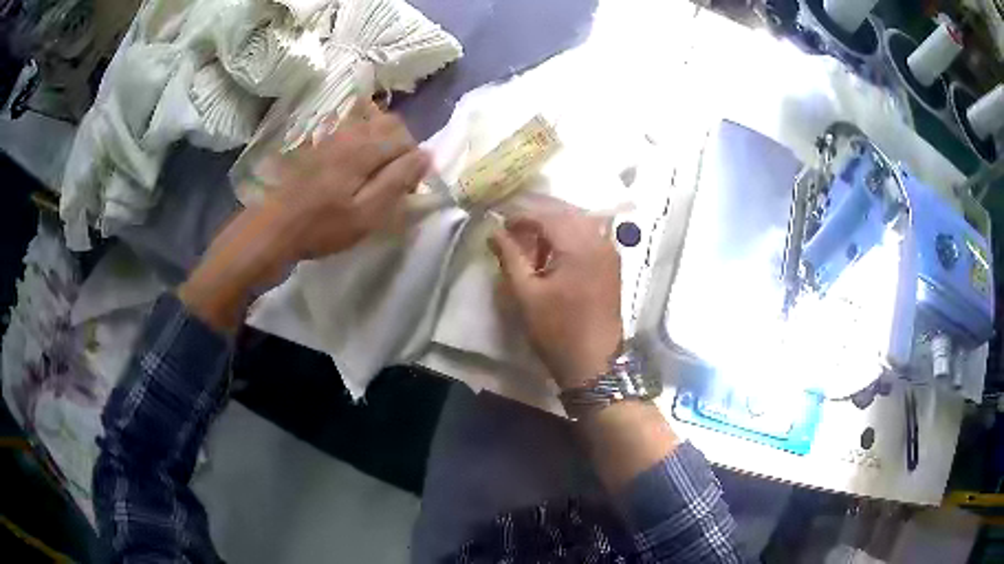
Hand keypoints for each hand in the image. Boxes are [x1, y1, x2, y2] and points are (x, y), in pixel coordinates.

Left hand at [179, 102, 429, 331]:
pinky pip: (353, 129)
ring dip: (384, 143)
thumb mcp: (367, 213)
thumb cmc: (322, 227)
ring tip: (375, 175)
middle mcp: (351, 132)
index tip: (407, 189)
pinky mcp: (321, 144)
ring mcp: (333, 136)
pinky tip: (355, 168)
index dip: (414, 162)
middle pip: (391, 123)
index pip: (406, 138)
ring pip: (372, 123)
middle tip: (395, 179)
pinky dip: (365, 141)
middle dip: (402, 147)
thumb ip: (398, 181)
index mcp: (365, 147)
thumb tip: (425, 156)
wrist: (275, 228)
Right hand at [489, 209, 622, 388]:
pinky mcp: (613, 265)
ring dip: (556, 229)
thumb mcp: (526, 294)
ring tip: (535, 247)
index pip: (546, 216)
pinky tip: (558, 257)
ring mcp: (610, 253)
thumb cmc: (556, 330)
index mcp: (578, 245)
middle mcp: (599, 241)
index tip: (501, 228)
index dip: (521, 218)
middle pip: (565, 215)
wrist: (593, 363)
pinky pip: (592, 238)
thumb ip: (510, 257)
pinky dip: (572, 239)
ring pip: (580, 224)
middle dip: (539, 221)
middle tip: (516, 237)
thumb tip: (494, 231)